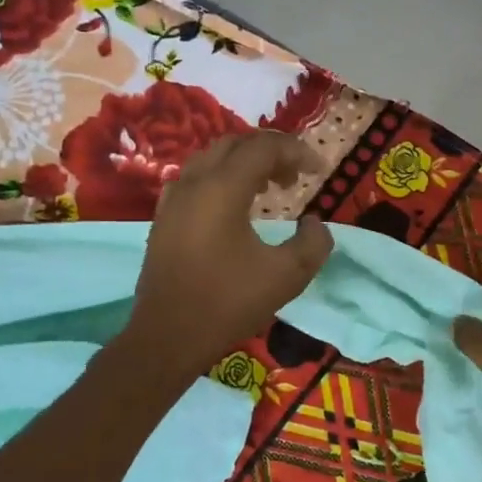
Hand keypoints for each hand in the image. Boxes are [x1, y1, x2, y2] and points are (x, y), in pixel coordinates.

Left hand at [122, 131, 332, 380]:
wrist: (167, 337)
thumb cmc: (227, 303)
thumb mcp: (286, 276)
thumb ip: (312, 243)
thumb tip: (314, 223)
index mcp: (222, 188)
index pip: (263, 147)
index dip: (296, 151)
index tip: (319, 170)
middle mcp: (193, 183)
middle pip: (234, 144)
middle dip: (269, 152)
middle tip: (294, 177)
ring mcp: (172, 200)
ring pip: (211, 159)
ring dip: (243, 164)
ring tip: (268, 189)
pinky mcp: (163, 219)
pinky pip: (194, 180)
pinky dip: (219, 180)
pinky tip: (232, 208)